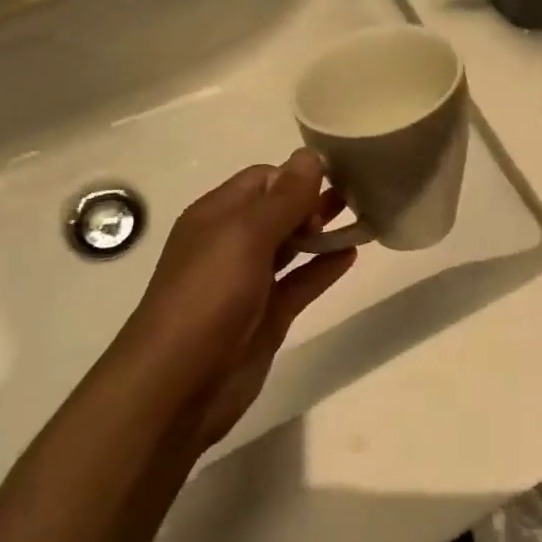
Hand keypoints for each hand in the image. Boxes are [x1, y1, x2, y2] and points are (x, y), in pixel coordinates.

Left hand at [121, 149, 355, 451]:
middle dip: (313, 200)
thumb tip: (310, 155)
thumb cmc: (208, 296)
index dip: (297, 174)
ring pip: (291, 246)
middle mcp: (231, 244)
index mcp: (216, 216)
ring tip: (364, 216)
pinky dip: (323, 268)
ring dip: (322, 231)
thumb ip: (283, 197)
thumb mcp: (245, 236)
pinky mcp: (265, 317)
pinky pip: (300, 282)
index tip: (338, 174)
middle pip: (278, 211)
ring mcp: (249, 283)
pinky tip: (352, 255)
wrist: (177, 386)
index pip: (262, 179)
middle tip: (358, 194)